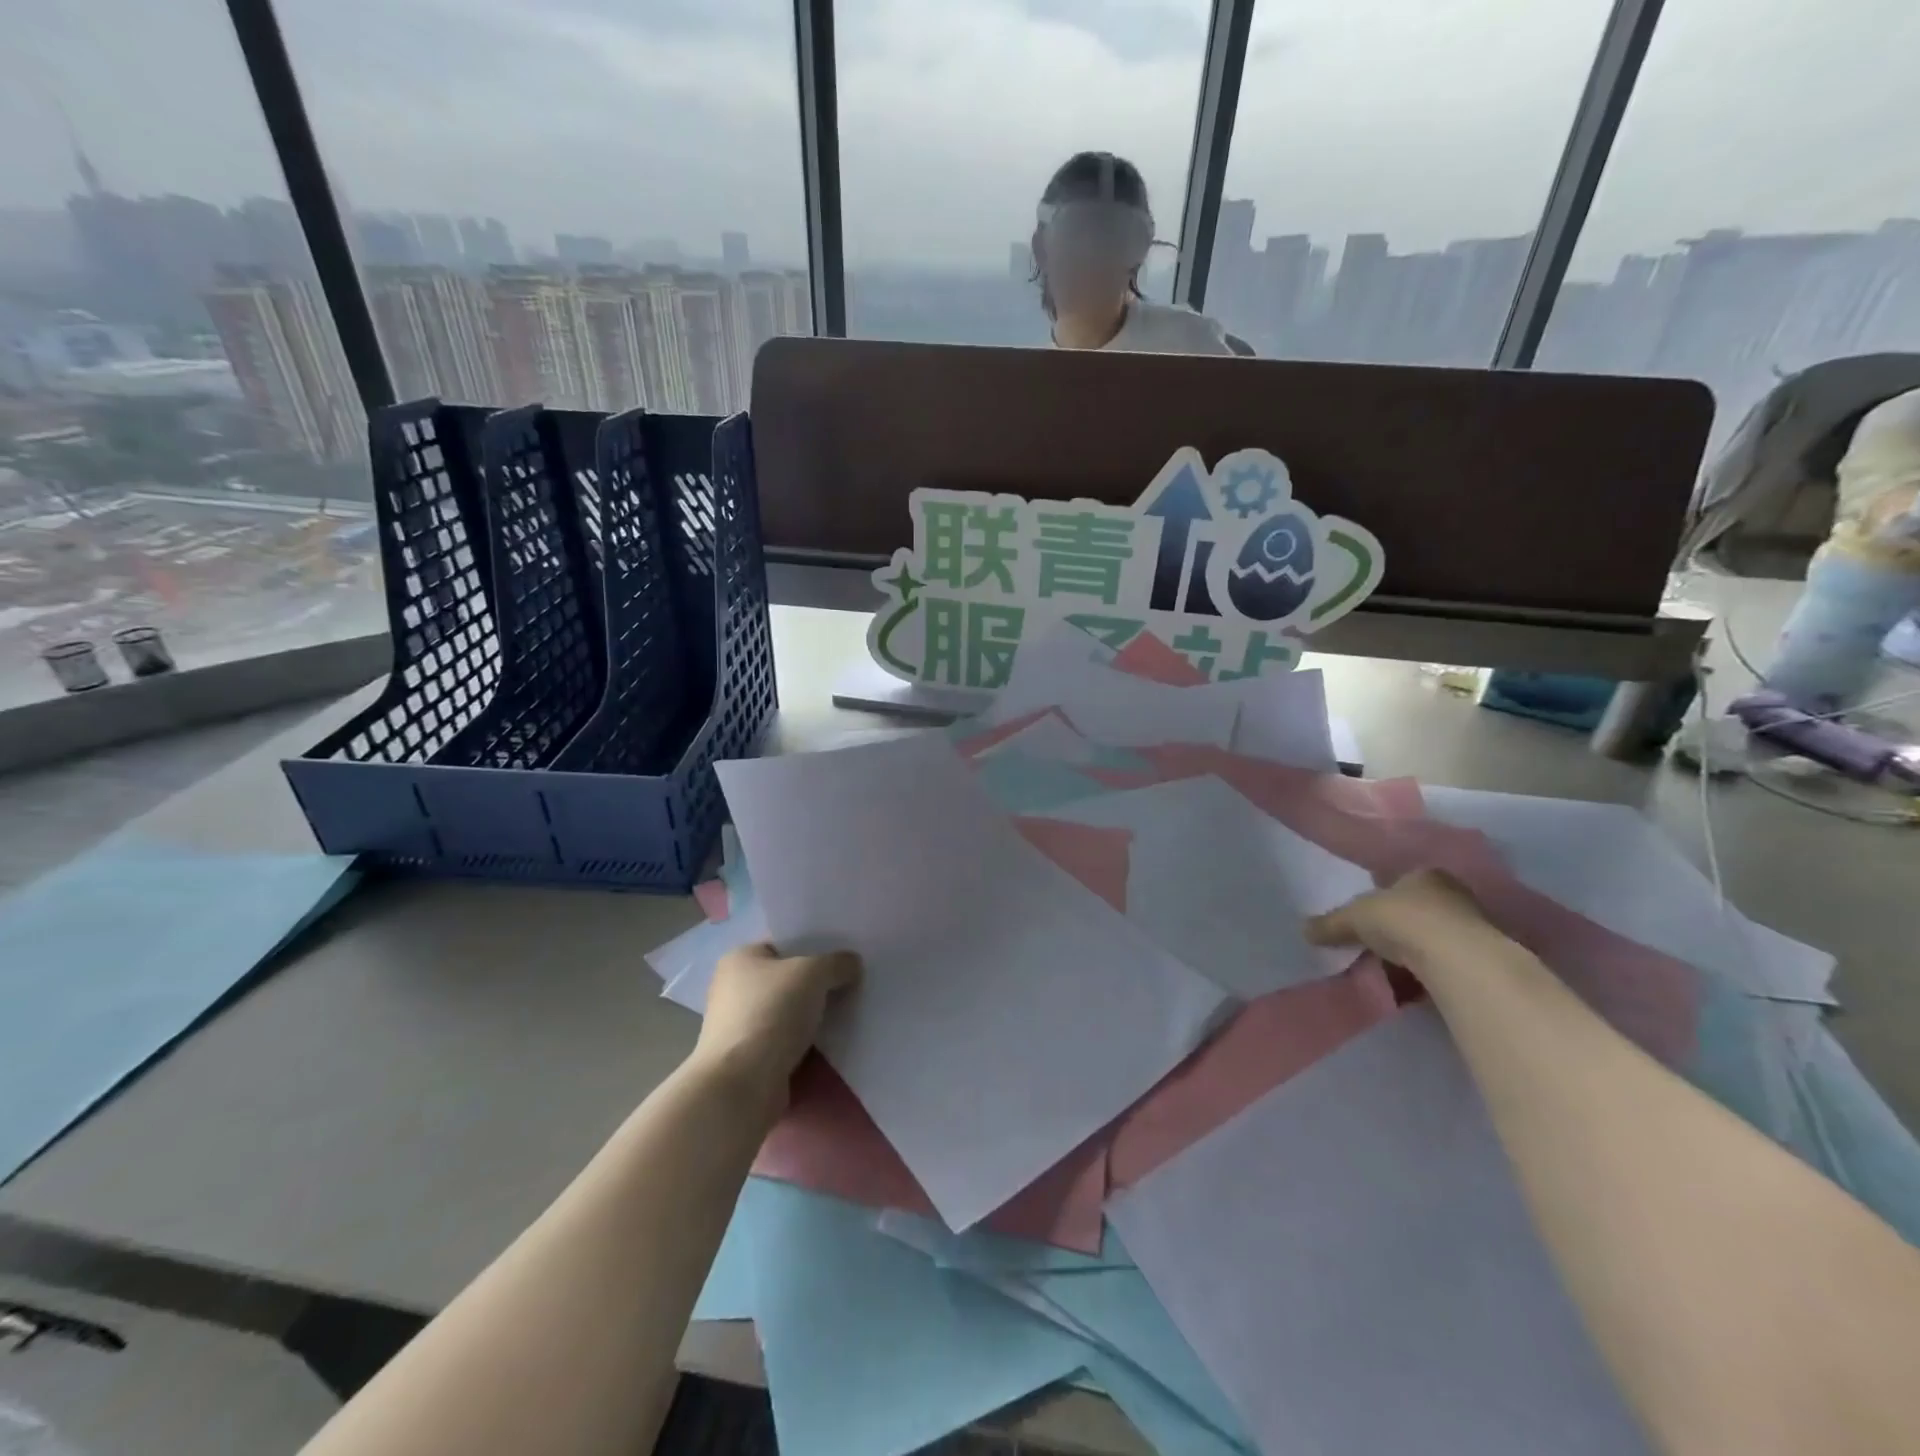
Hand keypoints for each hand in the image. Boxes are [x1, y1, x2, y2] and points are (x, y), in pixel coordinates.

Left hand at [692, 942, 860, 1106]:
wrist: (742, 1085)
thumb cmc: (771, 1013)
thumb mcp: (813, 973)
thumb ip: (837, 963)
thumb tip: (851, 964)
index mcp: (740, 959)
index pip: (783, 945)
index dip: (814, 948)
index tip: (843, 958)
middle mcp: (733, 990)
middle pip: (788, 981)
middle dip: (818, 986)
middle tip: (853, 985)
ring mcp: (740, 1028)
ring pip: (789, 1015)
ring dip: (814, 1019)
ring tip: (851, 1016)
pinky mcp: (750, 1061)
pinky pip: (788, 1045)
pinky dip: (808, 1047)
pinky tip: (835, 1046)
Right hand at [1305, 868, 1496, 967]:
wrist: (1459, 960)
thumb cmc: (1404, 920)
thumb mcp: (1354, 918)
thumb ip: (1330, 923)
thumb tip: (1304, 930)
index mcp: (1425, 874)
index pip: (1401, 881)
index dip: (1382, 897)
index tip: (1367, 916)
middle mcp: (1454, 894)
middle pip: (1419, 909)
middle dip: (1399, 926)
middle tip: (1374, 945)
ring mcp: (1475, 927)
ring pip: (1435, 937)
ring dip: (1416, 952)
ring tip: (1391, 971)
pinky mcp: (1485, 959)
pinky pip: (1448, 963)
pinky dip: (1431, 973)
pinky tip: (1414, 986)